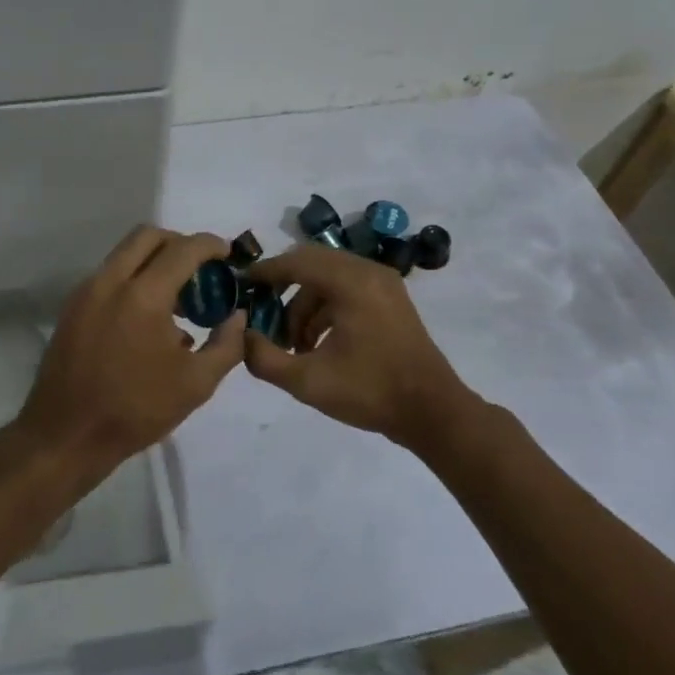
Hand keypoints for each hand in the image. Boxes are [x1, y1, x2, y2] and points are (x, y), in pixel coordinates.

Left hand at [13, 226, 245, 468]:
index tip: (227, 254)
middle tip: (200, 270)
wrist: (67, 435)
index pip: (183, 249)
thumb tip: (237, 316)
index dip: (211, 244)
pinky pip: (108, 277)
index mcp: (143, 295)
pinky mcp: (72, 308)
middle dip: (179, 243)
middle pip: (148, 236)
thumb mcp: (196, 384)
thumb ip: (227, 344)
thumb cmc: (136, 410)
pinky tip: (148, 321)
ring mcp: (85, 292)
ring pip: (124, 254)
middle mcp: (110, 281)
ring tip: (177, 301)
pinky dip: (132, 280)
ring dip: (153, 262)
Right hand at [242, 242, 479, 448]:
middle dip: (283, 286)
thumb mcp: (307, 381)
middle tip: (261, 310)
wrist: (433, 413)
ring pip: (329, 278)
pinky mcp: (391, 300)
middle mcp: (369, 272)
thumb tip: (243, 338)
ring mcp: (384, 285)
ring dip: (304, 303)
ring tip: (291, 343)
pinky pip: (347, 289)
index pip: (297, 261)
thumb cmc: (369, 391)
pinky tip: (316, 344)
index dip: (265, 271)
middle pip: (312, 263)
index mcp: (351, 283)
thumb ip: (264, 358)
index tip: (241, 283)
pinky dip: (325, 308)